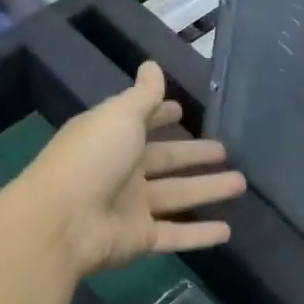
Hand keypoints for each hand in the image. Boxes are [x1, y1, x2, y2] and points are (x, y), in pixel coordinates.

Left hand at [13, 61, 245, 277]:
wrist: (61, 222)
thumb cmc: (92, 158)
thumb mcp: (120, 116)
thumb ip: (143, 95)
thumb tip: (151, 64)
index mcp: (112, 138)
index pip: (142, 123)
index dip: (161, 115)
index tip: (182, 110)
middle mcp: (121, 171)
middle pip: (165, 160)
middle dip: (194, 154)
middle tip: (225, 150)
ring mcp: (130, 207)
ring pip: (177, 196)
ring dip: (207, 189)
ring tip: (242, 183)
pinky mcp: (139, 240)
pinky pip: (176, 234)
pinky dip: (200, 234)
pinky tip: (228, 231)